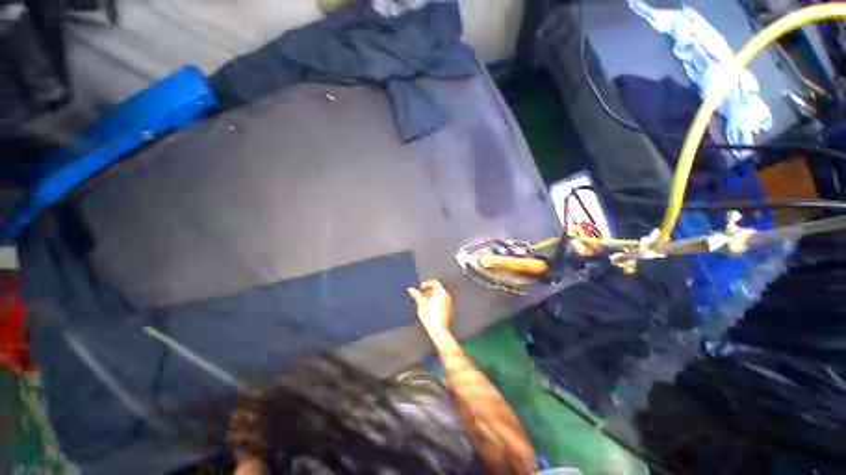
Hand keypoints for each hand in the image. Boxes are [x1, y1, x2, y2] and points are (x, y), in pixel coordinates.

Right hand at [407, 280, 453, 337]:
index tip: (420, 288)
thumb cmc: (430, 316)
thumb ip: (416, 294)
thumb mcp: (421, 303)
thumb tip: (411, 289)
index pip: (434, 282)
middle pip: (437, 289)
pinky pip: (442, 302)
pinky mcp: (449, 310)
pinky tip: (429, 308)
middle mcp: (447, 295)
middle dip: (428, 291)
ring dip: (432, 296)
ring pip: (440, 295)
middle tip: (421, 295)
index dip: (426, 284)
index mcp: (441, 291)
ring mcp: (449, 303)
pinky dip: (436, 302)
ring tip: (424, 302)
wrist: (438, 330)